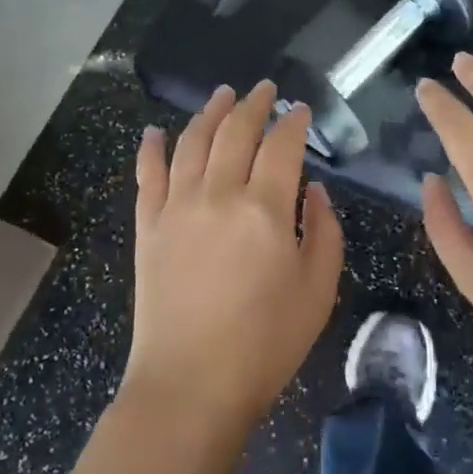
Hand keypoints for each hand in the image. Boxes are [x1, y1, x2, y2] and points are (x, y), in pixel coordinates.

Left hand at [122, 82, 344, 432]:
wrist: (190, 385)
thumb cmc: (265, 343)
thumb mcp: (318, 291)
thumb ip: (325, 231)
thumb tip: (315, 190)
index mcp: (266, 208)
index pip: (281, 145)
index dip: (293, 122)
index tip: (300, 109)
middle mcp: (219, 193)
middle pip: (236, 131)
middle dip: (253, 104)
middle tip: (264, 88)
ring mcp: (178, 206)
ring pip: (193, 141)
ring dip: (209, 112)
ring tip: (222, 94)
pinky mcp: (149, 225)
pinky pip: (148, 175)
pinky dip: (151, 148)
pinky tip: (154, 131)